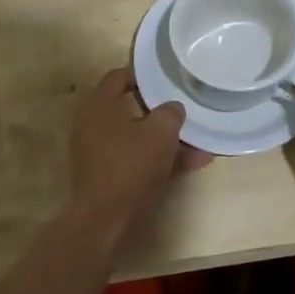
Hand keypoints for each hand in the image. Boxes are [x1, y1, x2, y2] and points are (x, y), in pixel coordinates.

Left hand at [69, 69, 210, 229]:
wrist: (106, 219)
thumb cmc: (131, 164)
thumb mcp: (161, 131)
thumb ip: (170, 112)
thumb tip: (172, 108)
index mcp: (99, 104)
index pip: (119, 76)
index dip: (144, 74)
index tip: (168, 77)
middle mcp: (93, 124)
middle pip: (131, 108)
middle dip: (161, 111)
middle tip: (184, 109)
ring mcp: (99, 152)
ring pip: (138, 137)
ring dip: (166, 139)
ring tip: (200, 142)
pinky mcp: (107, 176)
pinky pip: (138, 159)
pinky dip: (161, 159)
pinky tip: (194, 164)